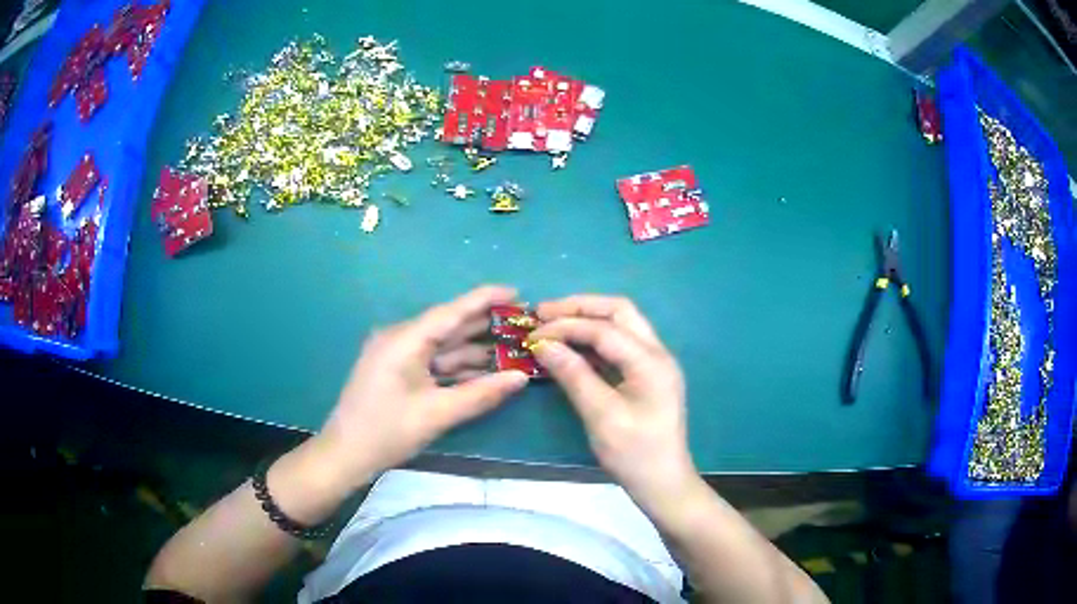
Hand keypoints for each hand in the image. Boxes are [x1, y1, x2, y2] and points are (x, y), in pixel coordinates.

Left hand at [315, 286, 529, 486]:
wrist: (345, 455)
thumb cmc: (387, 432)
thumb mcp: (437, 414)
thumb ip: (481, 393)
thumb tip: (521, 377)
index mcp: (404, 340)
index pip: (450, 312)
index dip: (484, 300)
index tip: (516, 292)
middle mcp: (400, 339)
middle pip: (448, 326)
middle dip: (484, 326)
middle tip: (522, 324)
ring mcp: (397, 355)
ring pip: (442, 346)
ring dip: (474, 349)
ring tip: (512, 348)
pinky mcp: (397, 371)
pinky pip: (433, 362)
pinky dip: (457, 366)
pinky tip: (484, 369)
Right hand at [531, 295, 698, 505]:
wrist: (663, 483)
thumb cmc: (634, 454)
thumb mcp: (601, 416)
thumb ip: (574, 375)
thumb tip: (543, 344)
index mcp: (650, 362)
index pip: (604, 329)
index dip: (566, 327)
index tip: (532, 334)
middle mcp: (656, 353)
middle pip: (619, 311)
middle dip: (580, 308)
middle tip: (543, 314)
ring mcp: (654, 363)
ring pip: (621, 324)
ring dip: (587, 320)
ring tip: (552, 324)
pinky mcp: (646, 375)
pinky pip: (620, 345)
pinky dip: (594, 340)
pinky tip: (572, 348)